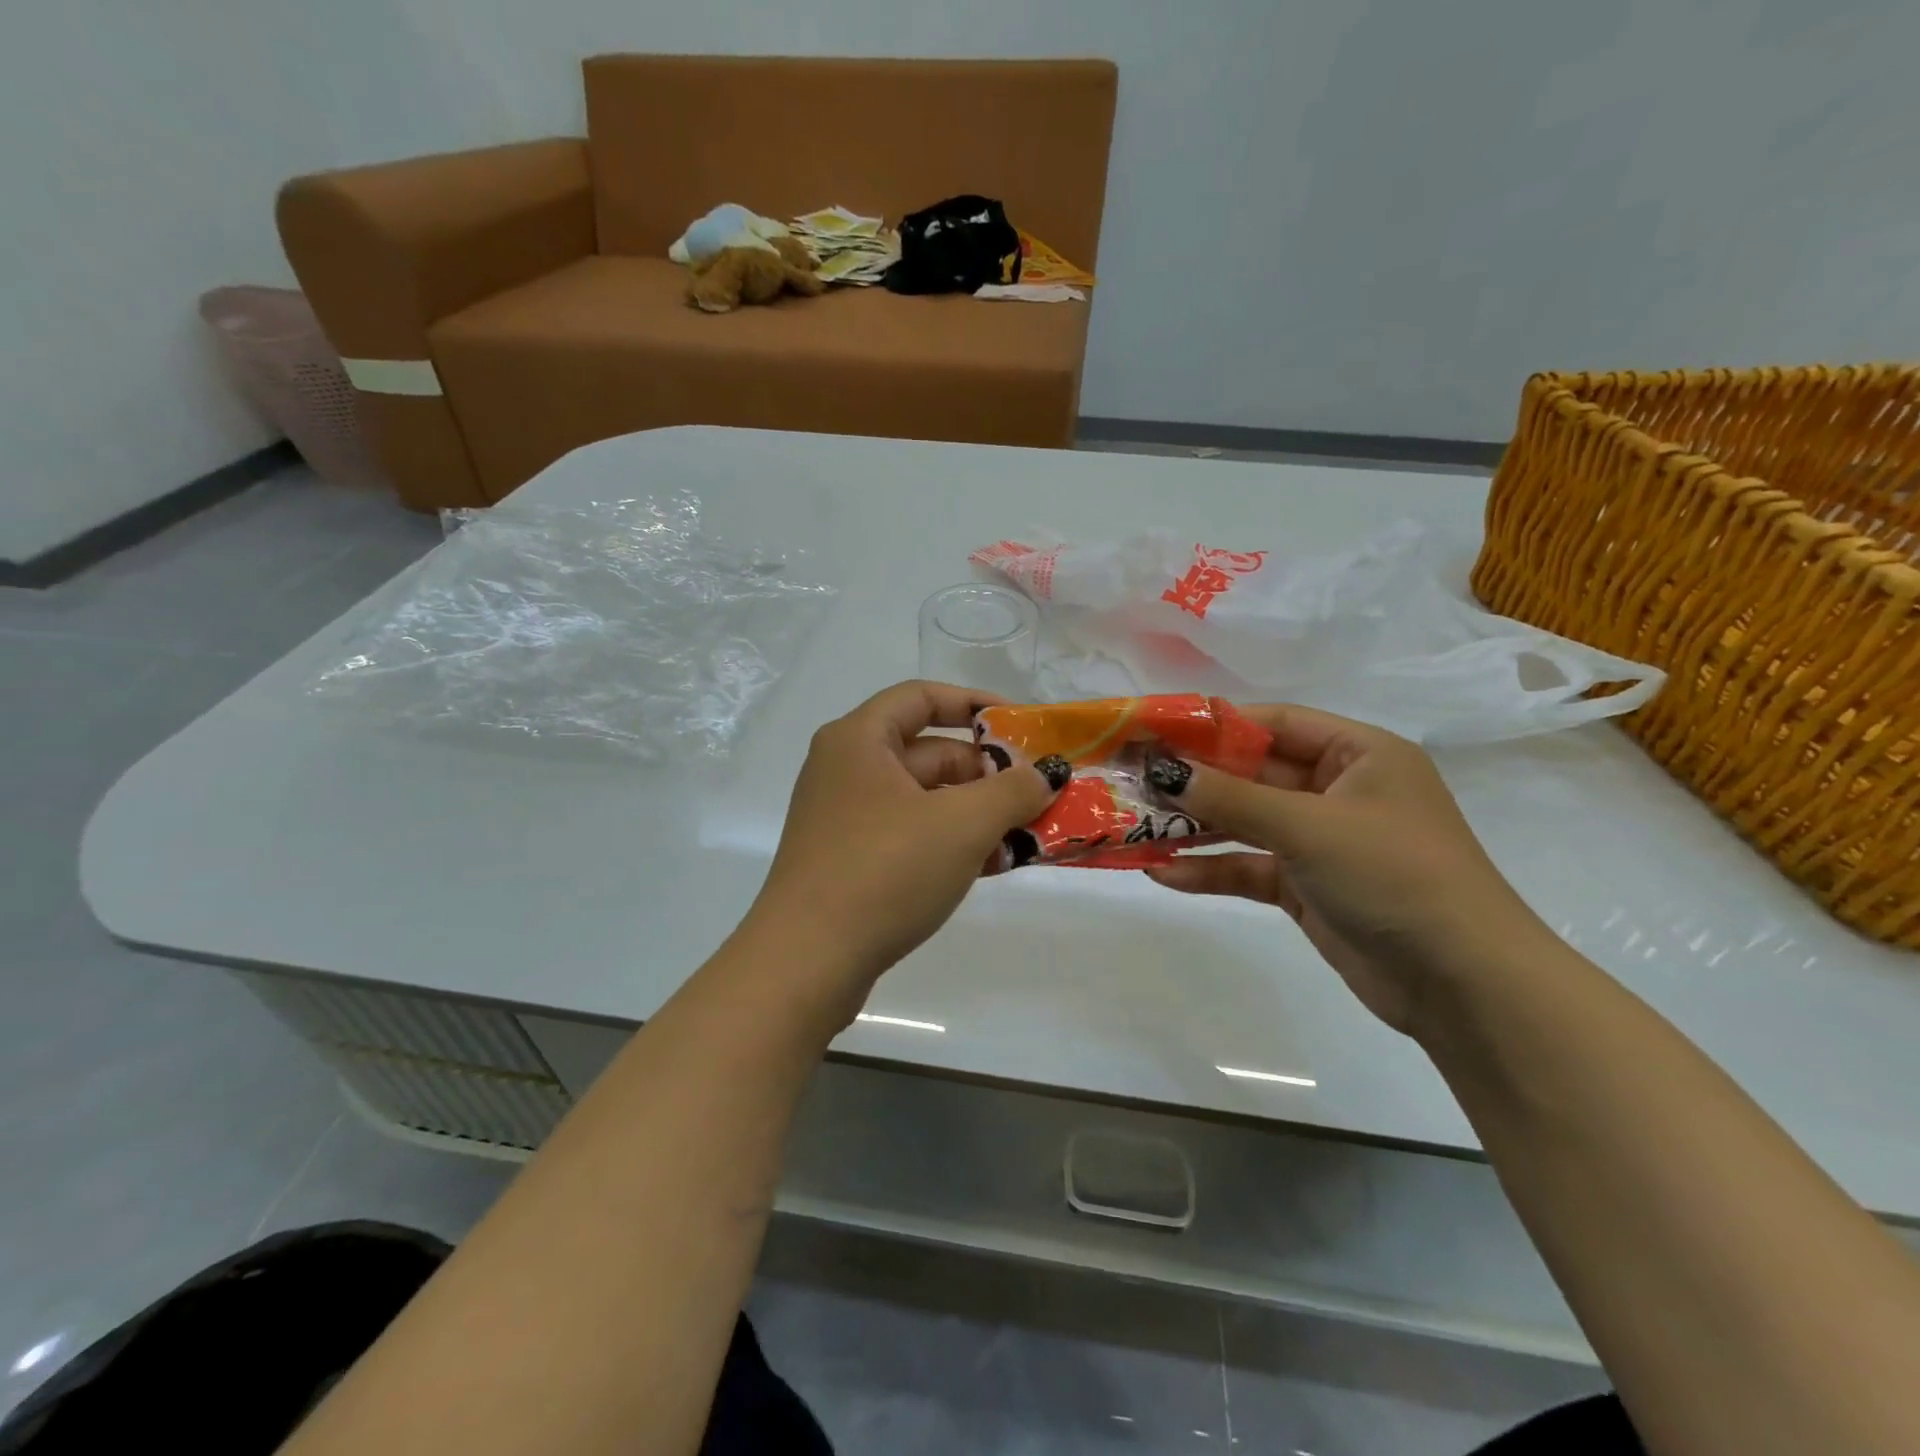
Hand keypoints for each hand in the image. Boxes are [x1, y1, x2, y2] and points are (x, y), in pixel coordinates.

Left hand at [743, 681, 1061, 1011]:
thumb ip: (1012, 791)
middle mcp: (847, 770)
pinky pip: (911, 835)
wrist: (807, 963)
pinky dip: (950, 843)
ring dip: (976, 814)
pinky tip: (992, 867)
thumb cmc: (885, 871)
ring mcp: (846, 818)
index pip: (922, 697)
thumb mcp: (961, 825)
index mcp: (859, 740)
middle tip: (1035, 797)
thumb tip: (1046, 775)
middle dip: (987, 773)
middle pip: (928, 753)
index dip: (975, 704)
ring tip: (1025, 838)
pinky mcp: (850, 861)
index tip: (1021, 727)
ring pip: (924, 800)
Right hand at [1145, 705, 1542, 1035]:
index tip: (1155, 731)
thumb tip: (1163, 771)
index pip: (1274, 723)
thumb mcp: (1310, 827)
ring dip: (1194, 826)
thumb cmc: (1396, 876)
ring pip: (1245, 822)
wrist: (1464, 986)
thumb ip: (1232, 797)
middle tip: (1132, 780)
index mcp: (1358, 754)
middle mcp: (1338, 790)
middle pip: (1252, 773)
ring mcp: (1321, 841)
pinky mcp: (1307, 886)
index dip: (1213, 724)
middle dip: (1194, 780)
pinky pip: (1249, 867)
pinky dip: (1211, 869)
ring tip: (1134, 826)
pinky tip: (1164, 873)